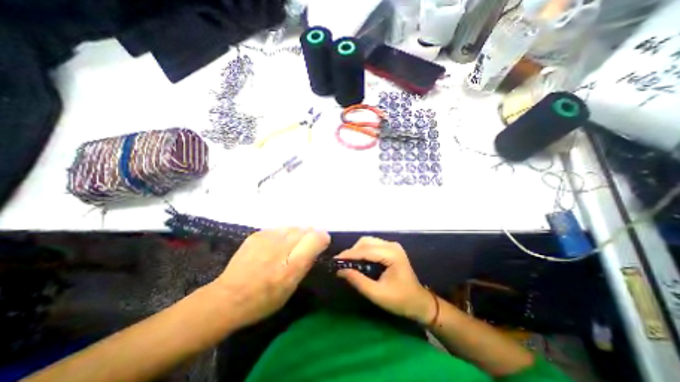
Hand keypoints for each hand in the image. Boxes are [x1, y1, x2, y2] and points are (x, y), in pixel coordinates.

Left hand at [212, 226, 329, 328]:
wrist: (227, 297)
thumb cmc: (264, 300)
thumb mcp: (292, 287)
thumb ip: (306, 263)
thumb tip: (316, 245)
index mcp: (292, 265)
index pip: (316, 237)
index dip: (322, 238)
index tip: (321, 245)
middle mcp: (281, 246)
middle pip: (306, 229)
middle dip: (308, 237)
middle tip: (302, 249)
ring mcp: (267, 238)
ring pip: (293, 227)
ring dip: (296, 235)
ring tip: (288, 247)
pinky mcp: (257, 234)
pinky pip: (279, 229)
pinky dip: (282, 235)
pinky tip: (274, 246)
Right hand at [335, 238, 434, 322]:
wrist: (419, 302)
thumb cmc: (401, 300)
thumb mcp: (377, 294)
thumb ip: (358, 281)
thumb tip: (340, 270)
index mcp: (392, 254)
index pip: (366, 250)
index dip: (349, 254)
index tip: (335, 260)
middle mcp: (392, 245)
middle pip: (366, 242)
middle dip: (352, 251)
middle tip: (341, 263)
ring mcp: (392, 246)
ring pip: (368, 242)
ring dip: (356, 250)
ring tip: (347, 262)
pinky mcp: (390, 249)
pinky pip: (372, 245)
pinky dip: (362, 251)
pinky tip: (357, 260)